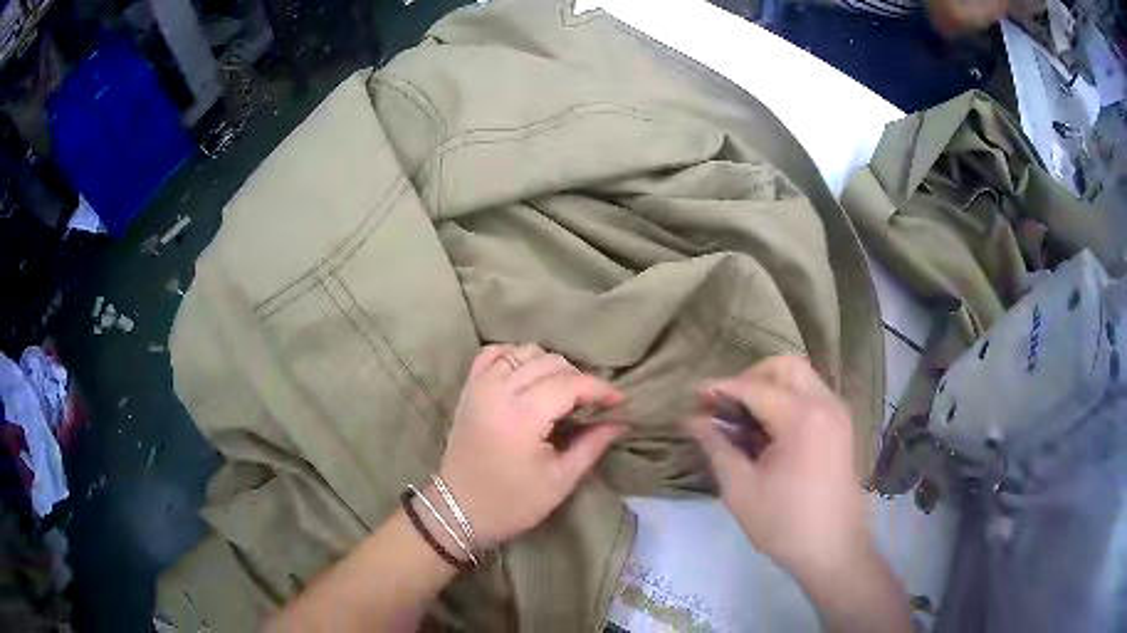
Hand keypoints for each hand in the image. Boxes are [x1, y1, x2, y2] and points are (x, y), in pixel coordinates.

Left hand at [437, 344, 626, 548]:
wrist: (458, 511)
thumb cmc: (512, 503)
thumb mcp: (559, 481)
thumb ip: (591, 446)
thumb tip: (620, 422)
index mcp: (522, 417)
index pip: (570, 384)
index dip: (600, 388)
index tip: (620, 401)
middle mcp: (499, 391)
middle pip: (549, 362)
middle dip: (578, 377)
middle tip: (591, 403)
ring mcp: (480, 387)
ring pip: (523, 352)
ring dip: (548, 364)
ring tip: (562, 391)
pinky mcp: (468, 390)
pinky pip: (492, 355)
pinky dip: (513, 356)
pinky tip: (526, 373)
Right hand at [684, 356, 867, 578]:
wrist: (834, 549)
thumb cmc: (784, 524)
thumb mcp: (741, 490)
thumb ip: (717, 447)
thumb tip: (692, 420)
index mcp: (801, 418)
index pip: (755, 387)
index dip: (722, 388)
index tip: (694, 395)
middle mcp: (825, 404)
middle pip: (786, 366)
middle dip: (751, 376)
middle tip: (727, 404)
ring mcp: (838, 413)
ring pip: (802, 376)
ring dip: (771, 385)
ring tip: (746, 416)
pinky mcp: (842, 425)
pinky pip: (813, 394)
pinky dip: (789, 397)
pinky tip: (771, 428)